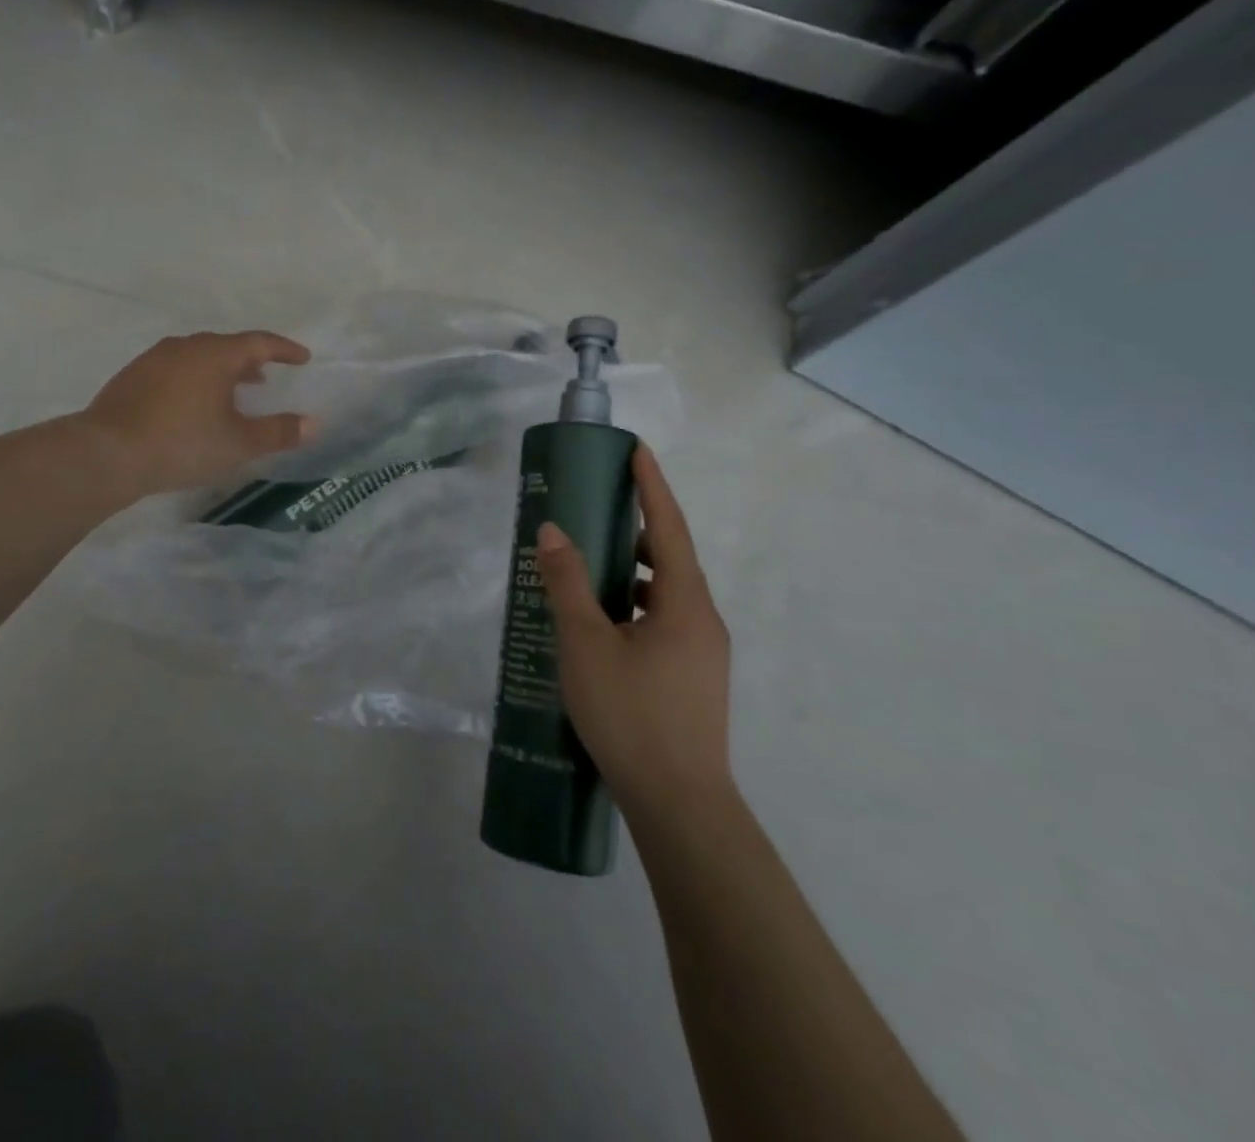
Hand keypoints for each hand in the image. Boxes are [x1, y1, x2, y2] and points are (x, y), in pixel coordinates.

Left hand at [83, 331, 314, 494]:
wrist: (108, 453)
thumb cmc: (182, 444)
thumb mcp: (239, 443)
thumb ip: (279, 432)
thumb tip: (314, 423)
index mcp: (216, 355)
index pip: (259, 342)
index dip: (284, 350)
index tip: (302, 358)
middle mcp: (185, 347)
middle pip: (226, 346)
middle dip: (250, 360)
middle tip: (266, 377)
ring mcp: (154, 359)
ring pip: (198, 356)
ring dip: (220, 370)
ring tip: (231, 392)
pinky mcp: (132, 377)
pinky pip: (174, 369)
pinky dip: (193, 379)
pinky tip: (190, 405)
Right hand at [534, 444, 732, 828]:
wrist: (679, 805)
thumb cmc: (632, 715)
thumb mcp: (587, 644)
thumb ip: (568, 584)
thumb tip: (552, 531)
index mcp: (685, 603)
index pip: (669, 527)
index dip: (652, 486)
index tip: (636, 450)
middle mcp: (702, 620)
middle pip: (670, 559)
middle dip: (635, 530)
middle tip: (594, 514)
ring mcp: (702, 653)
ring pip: (665, 594)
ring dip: (631, 574)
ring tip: (587, 571)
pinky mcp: (693, 679)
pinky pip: (663, 622)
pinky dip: (633, 607)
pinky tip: (601, 627)